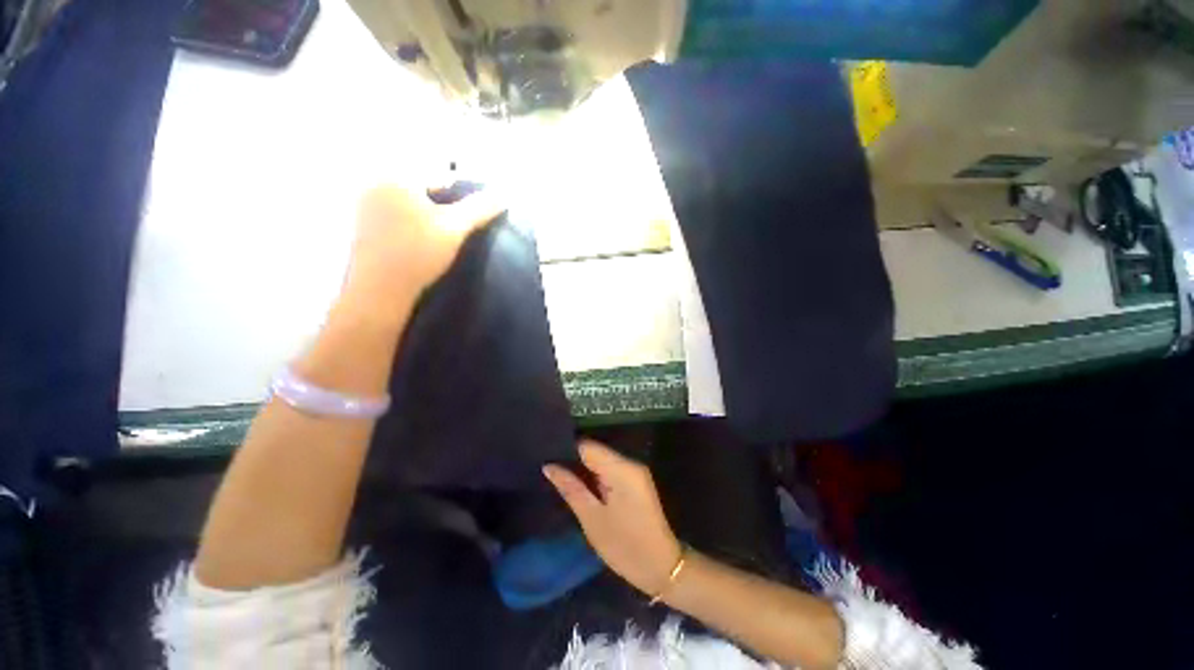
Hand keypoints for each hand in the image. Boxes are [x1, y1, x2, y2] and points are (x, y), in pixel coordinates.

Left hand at [342, 184, 505, 309]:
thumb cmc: (418, 254)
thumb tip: (504, 194)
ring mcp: (365, 202)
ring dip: (429, 209)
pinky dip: (413, 218)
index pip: (439, 171)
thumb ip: (480, 208)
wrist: (379, 290)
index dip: (462, 188)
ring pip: (410, 198)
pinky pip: (396, 210)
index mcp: (396, 176)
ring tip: (443, 233)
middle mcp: (376, 181)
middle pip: (423, 183)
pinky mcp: (364, 222)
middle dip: (444, 198)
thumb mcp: (455, 229)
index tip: (473, 208)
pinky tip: (422, 239)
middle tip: (458, 223)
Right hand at [544, 440, 682, 595]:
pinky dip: (595, 476)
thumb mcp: (592, 519)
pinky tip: (581, 486)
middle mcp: (630, 463)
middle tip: (550, 471)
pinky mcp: (636, 481)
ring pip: (602, 460)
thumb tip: (549, 466)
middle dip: (573, 460)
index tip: (547, 458)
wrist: (662, 567)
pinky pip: (610, 470)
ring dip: (584, 469)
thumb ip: (571, 488)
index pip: (588, 446)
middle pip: (595, 451)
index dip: (566, 450)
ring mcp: (635, 472)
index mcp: (621, 469)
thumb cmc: (624, 546)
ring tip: (560, 478)